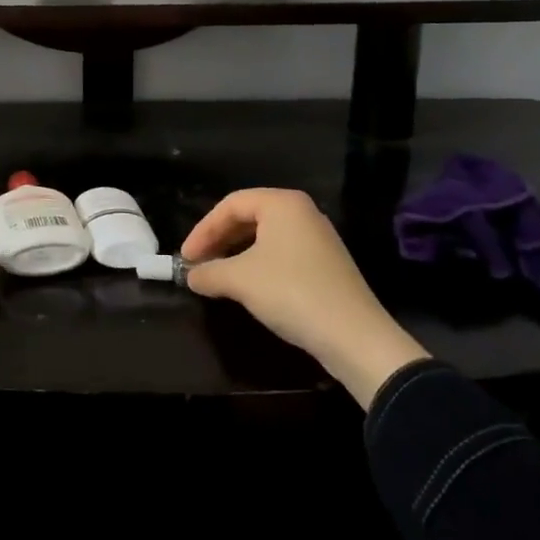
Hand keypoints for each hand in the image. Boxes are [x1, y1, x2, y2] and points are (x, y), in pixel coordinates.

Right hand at [181, 188, 428, 406]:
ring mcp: (317, 238)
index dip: (203, 229)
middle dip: (218, 239)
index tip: (185, 257)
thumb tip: (190, 276)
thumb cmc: (291, 292)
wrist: (353, 336)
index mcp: (282, 204)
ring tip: (217, 275)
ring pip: (264, 236)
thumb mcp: (240, 280)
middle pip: (248, 216)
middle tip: (198, 264)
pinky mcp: (325, 263)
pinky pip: (281, 253)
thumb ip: (208, 272)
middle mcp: (302, 212)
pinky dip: (257, 264)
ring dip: (236, 253)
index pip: (230, 205)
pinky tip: (246, 286)